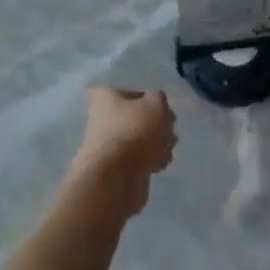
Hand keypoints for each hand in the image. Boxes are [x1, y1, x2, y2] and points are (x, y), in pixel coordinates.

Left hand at [68, 88, 178, 215]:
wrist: (115, 178)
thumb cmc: (134, 131)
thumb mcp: (156, 104)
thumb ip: (159, 100)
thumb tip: (156, 104)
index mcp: (105, 97)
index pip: (127, 91)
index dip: (146, 98)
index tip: (159, 107)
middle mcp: (102, 119)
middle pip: (136, 117)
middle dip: (156, 125)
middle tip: (167, 130)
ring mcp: (108, 146)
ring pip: (140, 140)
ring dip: (156, 144)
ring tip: (165, 150)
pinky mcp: (115, 169)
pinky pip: (139, 160)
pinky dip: (150, 162)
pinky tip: (158, 165)